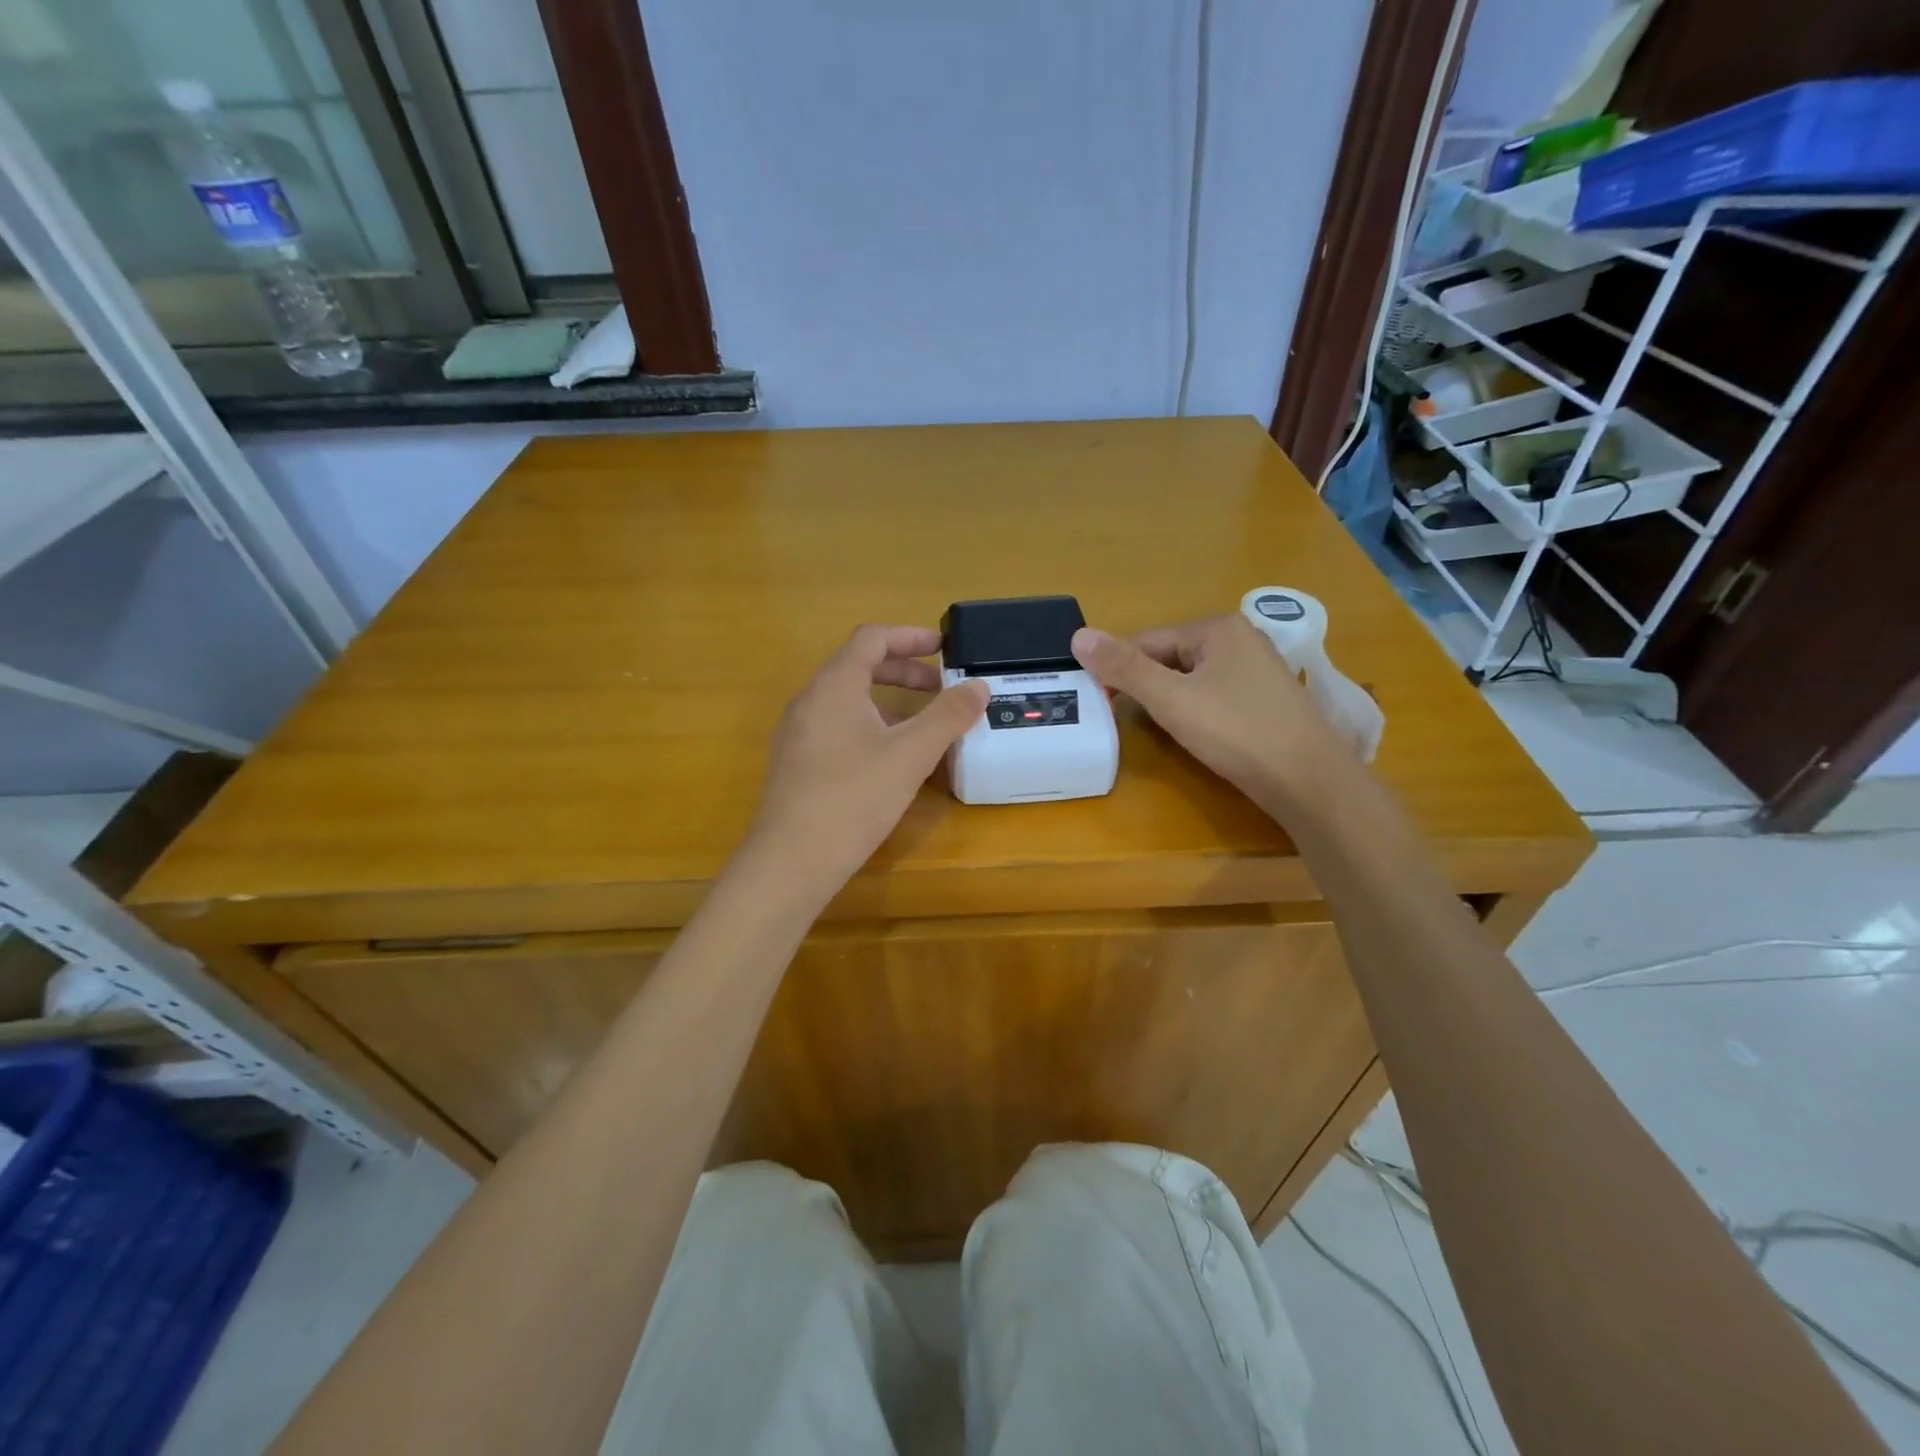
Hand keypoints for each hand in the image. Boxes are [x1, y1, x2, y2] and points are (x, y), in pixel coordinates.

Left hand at [745, 624, 987, 901]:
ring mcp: (798, 733)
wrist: (791, 861)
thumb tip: (979, 686)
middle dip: (903, 671)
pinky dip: (870, 724)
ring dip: (887, 700)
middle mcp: (810, 700)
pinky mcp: (796, 763)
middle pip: (858, 666)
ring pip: (847, 699)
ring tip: (922, 724)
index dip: (910, 637)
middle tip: (940, 687)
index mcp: (834, 685)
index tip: (944, 648)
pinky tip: (890, 758)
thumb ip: (947, 716)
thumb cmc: (853, 798)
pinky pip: (837, 726)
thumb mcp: (911, 755)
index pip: (871, 638)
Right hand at [1071, 615, 1352, 812]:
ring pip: (1192, 679)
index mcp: (1217, 628)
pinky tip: (1198, 735)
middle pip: (1170, 658)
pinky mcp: (1267, 699)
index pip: (1146, 641)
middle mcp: (1241, 638)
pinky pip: (1215, 695)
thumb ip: (1124, 668)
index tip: (1102, 705)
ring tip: (1164, 732)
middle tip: (1132, 723)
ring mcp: (1258, 669)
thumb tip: (1078, 635)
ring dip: (1170, 702)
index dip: (1119, 672)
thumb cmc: (1236, 732)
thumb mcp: (1171, 699)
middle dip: (1147, 688)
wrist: (1309, 780)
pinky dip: (1197, 711)